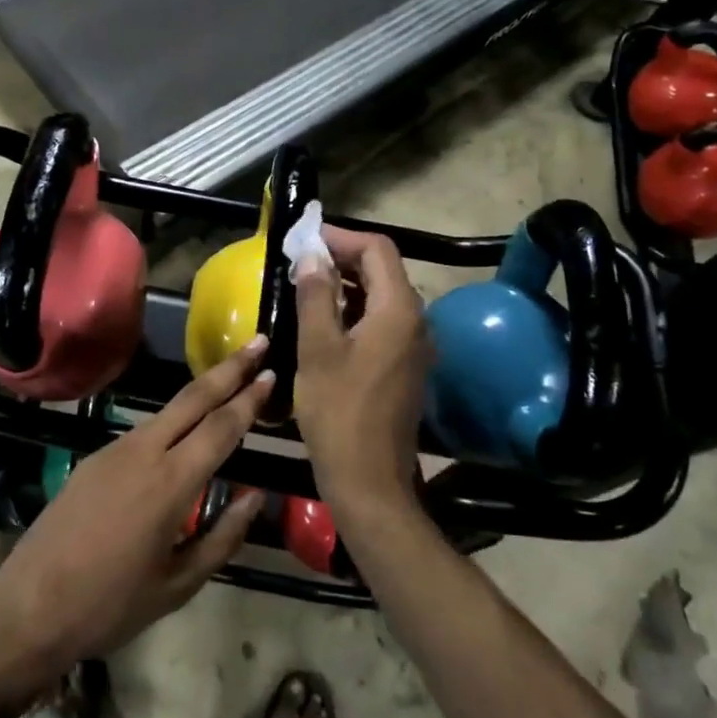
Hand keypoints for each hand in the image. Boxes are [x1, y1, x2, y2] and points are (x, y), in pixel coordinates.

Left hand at [0, 339, 268, 682]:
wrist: (29, 608)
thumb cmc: (111, 605)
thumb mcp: (179, 584)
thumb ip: (223, 536)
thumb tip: (254, 496)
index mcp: (170, 484)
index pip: (220, 428)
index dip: (249, 399)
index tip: (272, 372)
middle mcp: (143, 453)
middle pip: (194, 398)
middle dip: (229, 368)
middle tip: (258, 342)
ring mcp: (114, 450)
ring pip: (167, 412)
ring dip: (202, 393)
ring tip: (230, 384)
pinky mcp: (94, 458)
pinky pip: (144, 432)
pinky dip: (173, 422)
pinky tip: (184, 435)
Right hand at [294, 227, 431, 517]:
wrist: (369, 481)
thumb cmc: (339, 411)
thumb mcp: (318, 348)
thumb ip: (316, 295)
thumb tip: (312, 255)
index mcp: (399, 310)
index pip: (377, 249)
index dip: (341, 237)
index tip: (304, 238)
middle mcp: (416, 321)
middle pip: (383, 269)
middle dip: (342, 257)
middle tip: (300, 258)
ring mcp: (414, 346)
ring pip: (382, 296)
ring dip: (347, 284)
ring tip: (306, 284)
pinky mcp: (406, 366)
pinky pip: (383, 322)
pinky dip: (356, 310)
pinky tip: (325, 321)